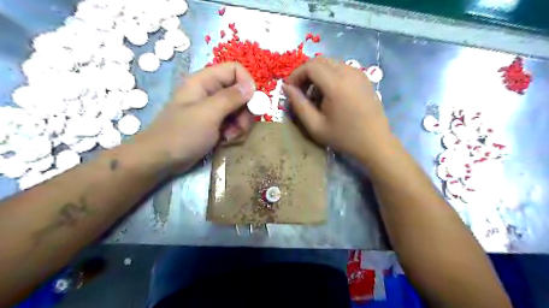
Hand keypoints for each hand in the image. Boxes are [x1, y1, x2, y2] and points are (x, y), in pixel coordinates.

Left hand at [138, 62, 256, 172]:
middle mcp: (210, 92)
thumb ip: (231, 98)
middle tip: (241, 127)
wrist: (161, 159)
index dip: (247, 84)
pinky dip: (234, 131)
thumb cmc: (182, 134)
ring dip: (240, 124)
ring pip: (239, 109)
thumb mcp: (208, 114)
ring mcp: (212, 109)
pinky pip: (232, 122)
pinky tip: (225, 141)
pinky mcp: (214, 123)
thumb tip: (251, 87)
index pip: (234, 70)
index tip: (252, 104)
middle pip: (240, 92)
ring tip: (230, 137)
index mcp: (204, 81)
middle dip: (245, 111)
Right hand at [283, 57, 389, 162]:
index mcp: (336, 84)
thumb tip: (286, 88)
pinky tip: (329, 94)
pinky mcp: (363, 77)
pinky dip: (329, 76)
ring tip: (314, 96)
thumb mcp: (315, 126)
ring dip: (317, 75)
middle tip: (300, 92)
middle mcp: (348, 72)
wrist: (375, 142)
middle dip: (305, 73)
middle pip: (320, 61)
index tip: (290, 89)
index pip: (310, 66)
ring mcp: (358, 73)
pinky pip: (341, 68)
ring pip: (330, 63)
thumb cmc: (344, 137)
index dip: (296, 75)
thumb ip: (299, 105)